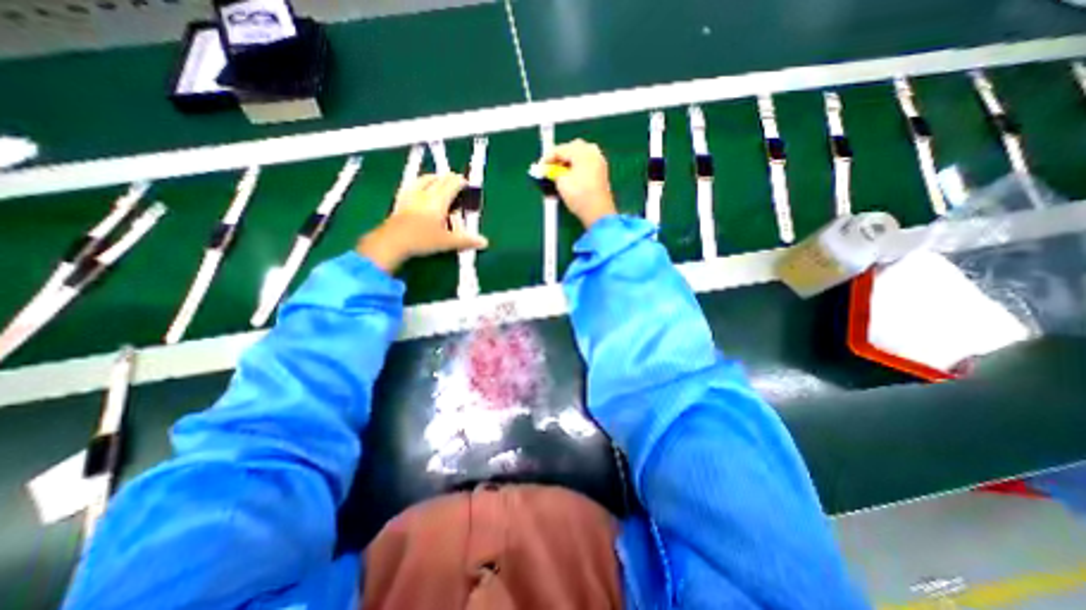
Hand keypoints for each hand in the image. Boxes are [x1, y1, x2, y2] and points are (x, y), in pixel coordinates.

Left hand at [357, 174, 488, 272]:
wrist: (392, 242)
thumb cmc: (422, 240)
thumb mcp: (447, 242)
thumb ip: (466, 240)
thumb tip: (484, 242)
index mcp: (438, 200)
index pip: (452, 184)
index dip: (461, 182)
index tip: (466, 183)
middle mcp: (425, 193)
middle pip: (439, 178)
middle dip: (449, 178)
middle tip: (455, 182)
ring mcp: (410, 195)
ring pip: (424, 179)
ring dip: (434, 178)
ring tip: (438, 181)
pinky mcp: (400, 200)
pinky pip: (412, 185)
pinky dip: (419, 184)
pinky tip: (418, 189)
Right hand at [537, 138, 615, 227]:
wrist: (598, 212)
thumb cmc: (579, 195)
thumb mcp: (561, 182)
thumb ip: (552, 172)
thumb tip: (547, 170)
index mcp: (583, 151)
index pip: (560, 149)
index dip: (547, 158)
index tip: (539, 168)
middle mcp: (593, 153)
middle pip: (572, 149)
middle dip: (559, 158)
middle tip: (549, 169)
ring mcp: (599, 163)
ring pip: (579, 158)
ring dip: (567, 164)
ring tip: (558, 176)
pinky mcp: (601, 174)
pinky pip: (585, 166)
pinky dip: (576, 170)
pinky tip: (569, 179)